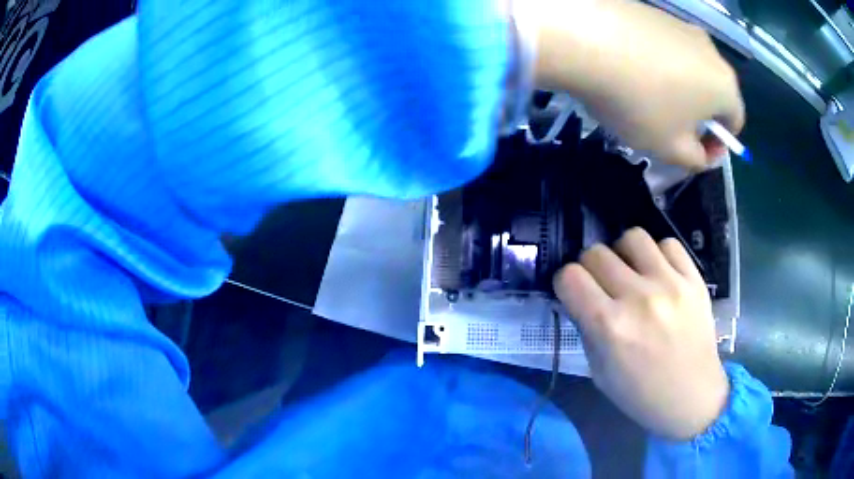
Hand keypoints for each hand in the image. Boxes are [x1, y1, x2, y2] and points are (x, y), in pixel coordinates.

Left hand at [530, 0, 744, 167]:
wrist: (583, 37)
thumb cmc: (639, 102)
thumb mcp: (670, 149)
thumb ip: (696, 160)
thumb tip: (704, 153)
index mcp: (725, 85)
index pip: (734, 121)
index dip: (717, 143)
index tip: (694, 151)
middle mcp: (710, 49)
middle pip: (712, 91)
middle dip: (695, 114)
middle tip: (667, 127)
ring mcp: (680, 24)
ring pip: (687, 65)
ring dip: (674, 86)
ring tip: (642, 95)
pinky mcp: (651, 10)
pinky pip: (662, 44)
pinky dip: (653, 61)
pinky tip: (626, 66)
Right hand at [553, 228, 728, 439]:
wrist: (692, 397)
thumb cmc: (640, 394)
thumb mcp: (599, 371)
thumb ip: (587, 329)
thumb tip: (580, 298)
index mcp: (609, 327)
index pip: (569, 277)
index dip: (566, 283)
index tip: (574, 293)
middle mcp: (638, 298)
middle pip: (596, 253)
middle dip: (591, 268)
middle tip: (602, 286)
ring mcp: (670, 284)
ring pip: (632, 237)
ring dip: (624, 254)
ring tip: (632, 273)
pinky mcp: (693, 279)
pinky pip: (668, 244)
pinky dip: (657, 255)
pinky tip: (659, 274)